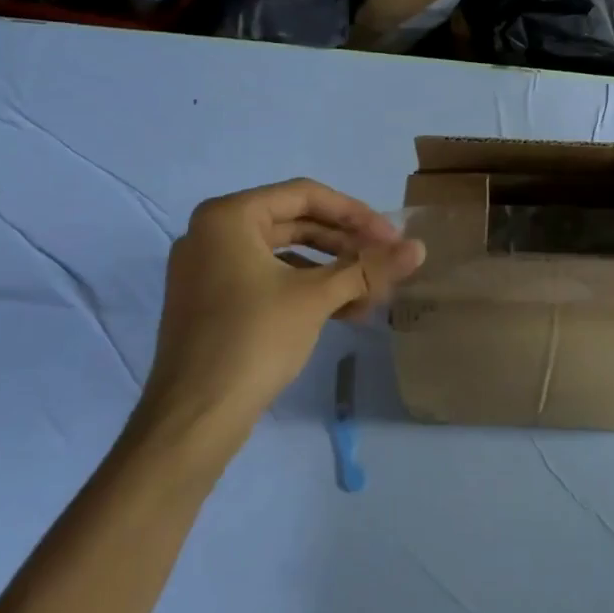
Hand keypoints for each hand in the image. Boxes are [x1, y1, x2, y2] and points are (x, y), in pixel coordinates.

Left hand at [129, 180, 424, 465]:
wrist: (193, 417)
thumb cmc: (254, 339)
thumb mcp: (317, 298)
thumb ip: (369, 268)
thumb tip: (420, 248)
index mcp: (229, 217)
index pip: (305, 195)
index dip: (355, 214)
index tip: (391, 237)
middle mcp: (212, 234)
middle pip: (295, 223)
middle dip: (345, 245)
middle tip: (384, 263)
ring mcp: (208, 270)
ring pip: (284, 255)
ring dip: (331, 272)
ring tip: (371, 296)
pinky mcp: (211, 302)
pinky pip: (267, 280)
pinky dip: (305, 291)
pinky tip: (343, 312)